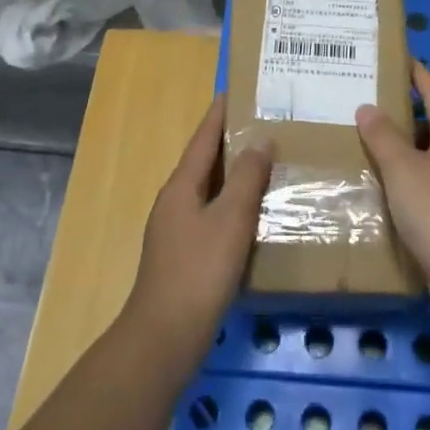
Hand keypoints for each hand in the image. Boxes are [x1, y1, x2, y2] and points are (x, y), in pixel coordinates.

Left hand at [124, 94, 272, 368]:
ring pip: (208, 190)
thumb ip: (247, 178)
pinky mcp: (184, 257)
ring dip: (233, 175)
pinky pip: (211, 216)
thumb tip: (260, 139)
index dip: (219, 114)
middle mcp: (174, 202)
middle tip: (262, 125)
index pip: (203, 139)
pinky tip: (253, 215)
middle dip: (229, 142)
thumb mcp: (230, 219)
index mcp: (181, 186)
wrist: (165, 337)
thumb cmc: (199, 271)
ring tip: (264, 164)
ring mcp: (176, 231)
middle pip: (204, 162)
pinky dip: (232, 205)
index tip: (235, 91)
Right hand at [357, 62, 429, 338]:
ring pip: (421, 162)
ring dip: (396, 152)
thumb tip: (368, 107)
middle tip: (365, 103)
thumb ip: (383, 137)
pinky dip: (396, 186)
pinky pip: (416, 193)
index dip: (421, 76)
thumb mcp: (403, 167)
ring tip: (359, 143)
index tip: (402, 59)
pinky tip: (371, 190)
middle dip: (402, 114)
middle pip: (429, 128)